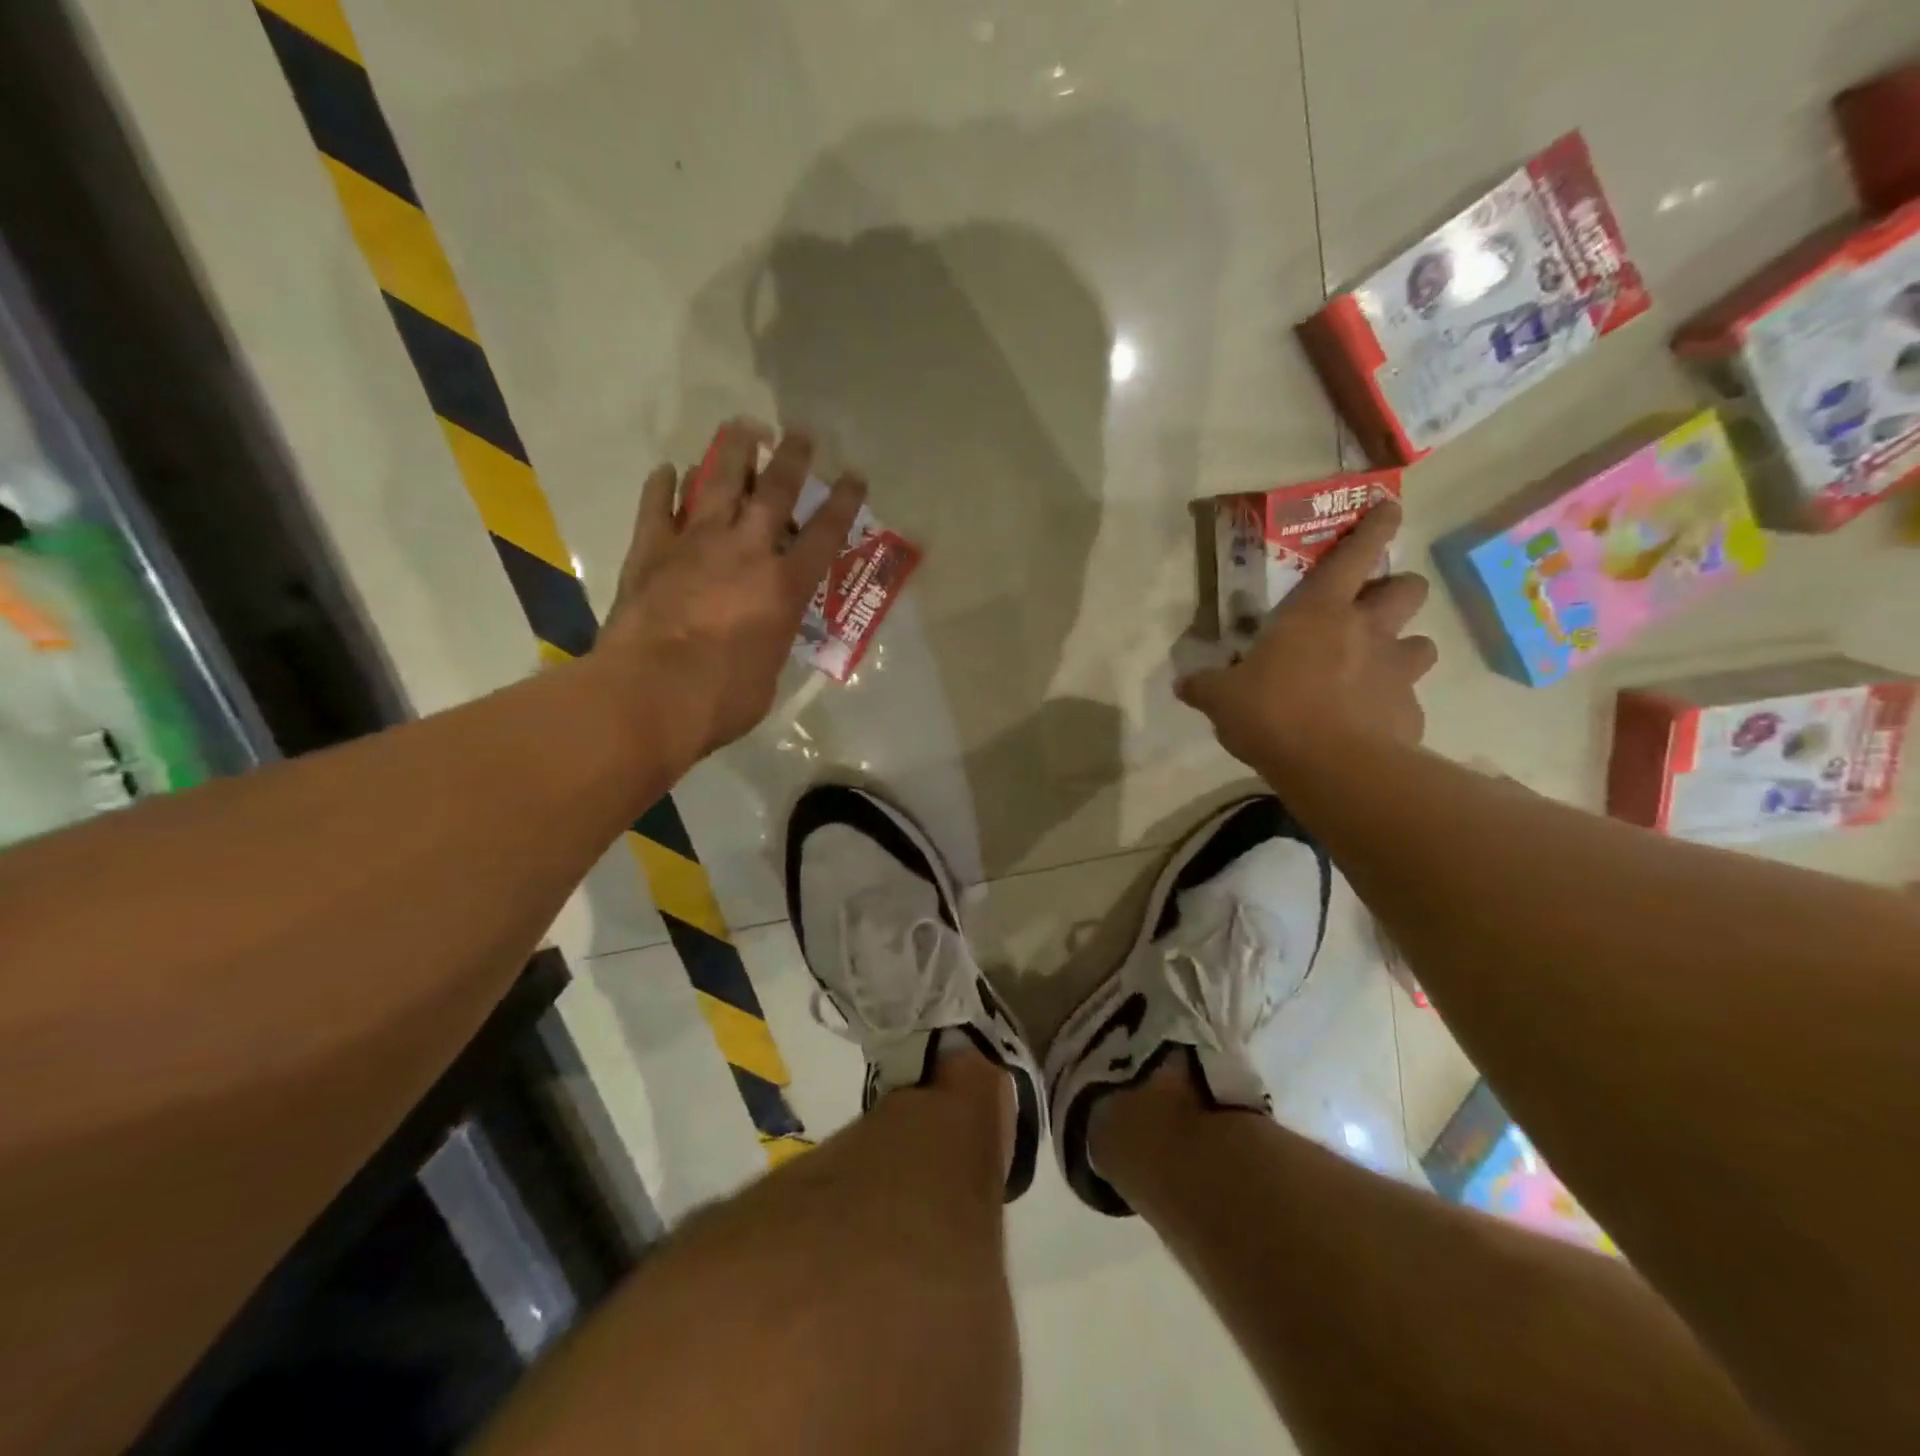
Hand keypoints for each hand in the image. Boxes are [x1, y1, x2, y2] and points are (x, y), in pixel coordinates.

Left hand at [590, 420, 864, 767]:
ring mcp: (694, 544)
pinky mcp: (650, 551)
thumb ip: (772, 638)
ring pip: (717, 483)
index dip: (843, 503)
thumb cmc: (722, 698)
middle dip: (791, 459)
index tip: (854, 476)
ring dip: (732, 452)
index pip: (824, 535)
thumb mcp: (769, 672)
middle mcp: (745, 551)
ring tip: (742, 426)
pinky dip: (662, 486)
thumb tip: (763, 630)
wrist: (650, 694)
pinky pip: (656, 507)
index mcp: (784, 586)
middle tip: (800, 432)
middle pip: (773, 492)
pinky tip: (667, 469)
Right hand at [1177, 501, 1437, 768]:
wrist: (1333, 767)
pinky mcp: (1410, 712)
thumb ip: (1206, 687)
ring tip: (1380, 668)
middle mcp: (1368, 631)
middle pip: (1407, 589)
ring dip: (1404, 649)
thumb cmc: (1272, 713)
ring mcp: (1396, 670)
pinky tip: (1370, 724)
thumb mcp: (1222, 700)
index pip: (1354, 555)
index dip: (1374, 527)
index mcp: (1318, 613)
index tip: (1390, 508)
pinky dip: (1392, 704)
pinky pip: (1407, 699)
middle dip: (1398, 589)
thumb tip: (1183, 683)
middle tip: (1376, 607)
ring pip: (1422, 643)